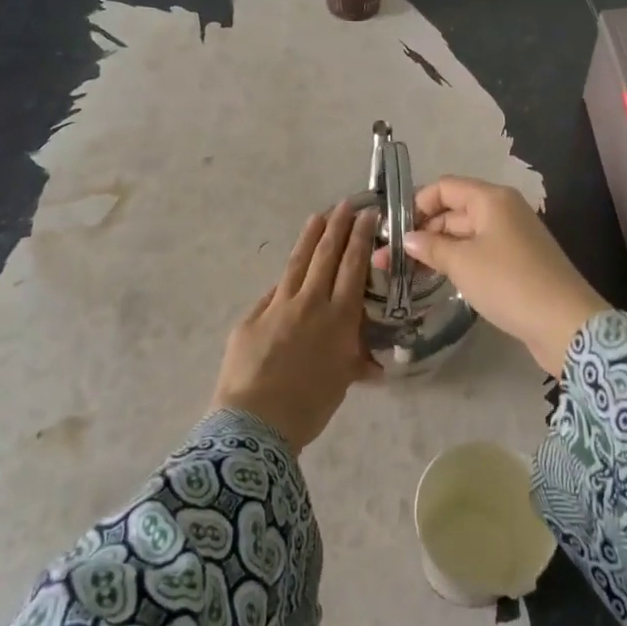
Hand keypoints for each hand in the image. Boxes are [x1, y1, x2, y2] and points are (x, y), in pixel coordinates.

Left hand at [213, 201, 380, 449]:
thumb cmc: (308, 407)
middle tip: (346, 204)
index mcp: (339, 318)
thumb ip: (355, 363)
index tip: (366, 215)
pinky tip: (289, 272)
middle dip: (338, 227)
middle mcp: (311, 303)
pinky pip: (273, 293)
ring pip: (297, 263)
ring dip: (309, 237)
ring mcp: (277, 306)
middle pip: (326, 256)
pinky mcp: (251, 317)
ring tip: (318, 216)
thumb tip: (375, 366)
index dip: (359, 238)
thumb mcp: (342, 383)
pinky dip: (285, 280)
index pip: (352, 267)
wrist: (256, 421)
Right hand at [385, 176, 606, 376]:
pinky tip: (438, 279)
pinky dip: (458, 261)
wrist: (565, 323)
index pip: (444, 187)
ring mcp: (514, 237)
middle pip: (454, 210)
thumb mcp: (462, 263)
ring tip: (406, 272)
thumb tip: (407, 238)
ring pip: (466, 234)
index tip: (392, 231)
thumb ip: (430, 247)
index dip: (416, 204)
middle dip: (422, 231)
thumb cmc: (509, 283)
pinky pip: (480, 252)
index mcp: (491, 199)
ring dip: (438, 249)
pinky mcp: (519, 262)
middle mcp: (504, 210)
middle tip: (389, 259)